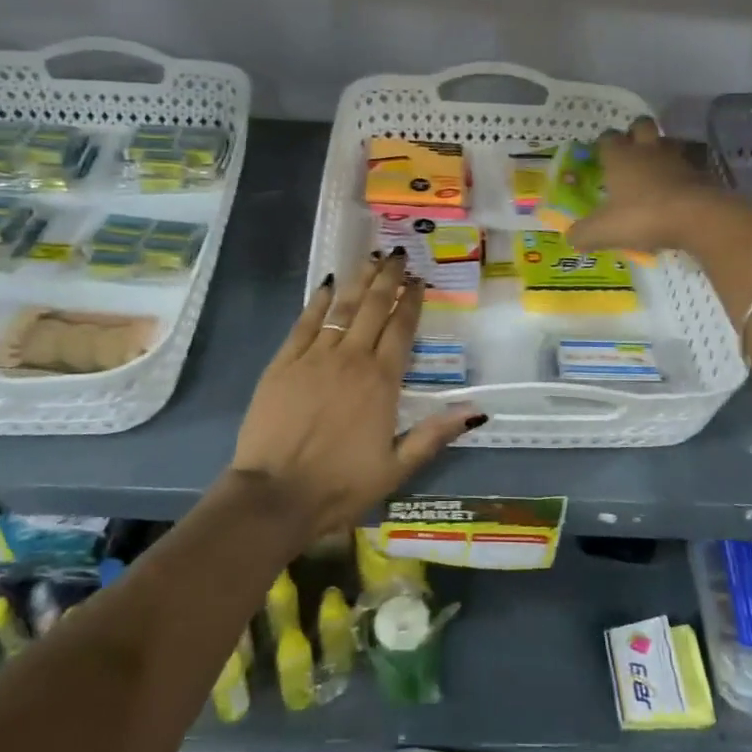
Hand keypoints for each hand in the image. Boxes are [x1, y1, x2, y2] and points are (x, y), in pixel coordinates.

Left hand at [230, 251, 483, 539]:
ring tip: (371, 258)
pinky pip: (305, 322)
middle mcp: (351, 358)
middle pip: (373, 307)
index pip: (401, 329)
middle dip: (388, 278)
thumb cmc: (340, 485)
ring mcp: (314, 356)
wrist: (275, 495)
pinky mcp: (283, 362)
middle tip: (398, 255)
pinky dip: (318, 301)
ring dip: (359, 281)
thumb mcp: (396, 468)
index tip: (419, 280)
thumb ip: (434, 435)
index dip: (411, 301)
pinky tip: (326, 284)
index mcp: (382, 381)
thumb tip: (476, 411)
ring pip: (342, 307)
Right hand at [567, 117, 739, 255]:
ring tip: (657, 169)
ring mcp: (677, 159)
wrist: (697, 217)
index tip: (601, 154)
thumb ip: (583, 234)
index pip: (608, 138)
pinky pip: (690, 166)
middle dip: (636, 133)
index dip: (604, 143)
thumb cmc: (642, 217)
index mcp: (620, 157)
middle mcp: (647, 150)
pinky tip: (679, 190)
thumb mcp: (603, 231)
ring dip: (662, 150)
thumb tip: (571, 238)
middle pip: (642, 125)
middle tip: (632, 151)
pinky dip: (683, 174)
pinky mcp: (701, 173)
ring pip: (668, 142)